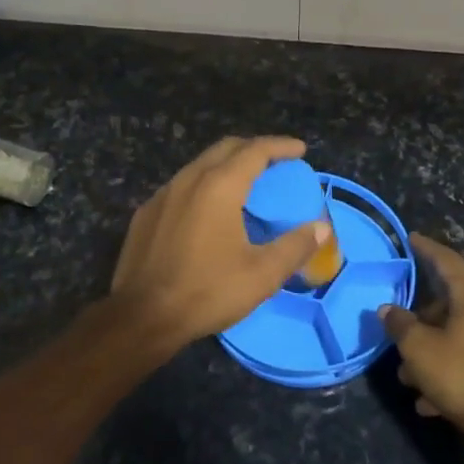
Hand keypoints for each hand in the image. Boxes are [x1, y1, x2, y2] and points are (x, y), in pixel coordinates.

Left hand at [108, 137, 329, 356]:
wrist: (141, 317)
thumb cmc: (207, 291)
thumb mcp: (261, 274)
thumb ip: (295, 246)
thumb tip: (322, 228)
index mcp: (219, 186)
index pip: (255, 150)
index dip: (280, 146)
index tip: (300, 150)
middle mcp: (189, 179)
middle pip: (225, 148)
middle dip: (253, 148)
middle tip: (275, 161)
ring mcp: (163, 194)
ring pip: (199, 165)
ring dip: (226, 165)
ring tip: (245, 183)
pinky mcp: (145, 213)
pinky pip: (181, 186)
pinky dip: (203, 185)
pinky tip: (207, 209)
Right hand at [383, 233, 463, 435]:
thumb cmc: (462, 376)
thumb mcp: (419, 349)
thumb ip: (400, 324)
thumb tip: (388, 310)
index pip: (446, 260)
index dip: (426, 248)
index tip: (411, 238)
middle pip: (451, 300)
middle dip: (421, 319)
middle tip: (399, 331)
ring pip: (458, 331)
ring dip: (432, 348)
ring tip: (409, 376)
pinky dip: (450, 365)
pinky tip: (430, 398)